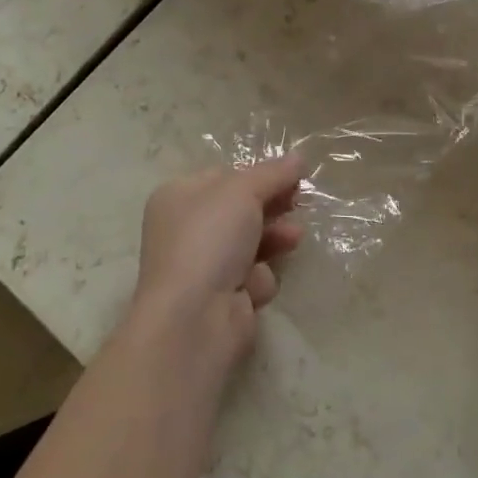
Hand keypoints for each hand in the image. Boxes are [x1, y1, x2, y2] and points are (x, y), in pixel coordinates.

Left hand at [130, 159, 305, 374]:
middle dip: (272, 206)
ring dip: (275, 237)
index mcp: (179, 196)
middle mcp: (186, 230)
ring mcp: (202, 266)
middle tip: (299, 200)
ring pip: (251, 241)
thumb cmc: (210, 239)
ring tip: (294, 237)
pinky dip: (259, 278)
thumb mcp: (243, 192)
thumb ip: (274, 173)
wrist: (193, 320)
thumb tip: (299, 157)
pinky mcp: (220, 299)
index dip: (258, 174)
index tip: (290, 175)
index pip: (225, 176)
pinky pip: (251, 276)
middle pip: (240, 209)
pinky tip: (256, 285)